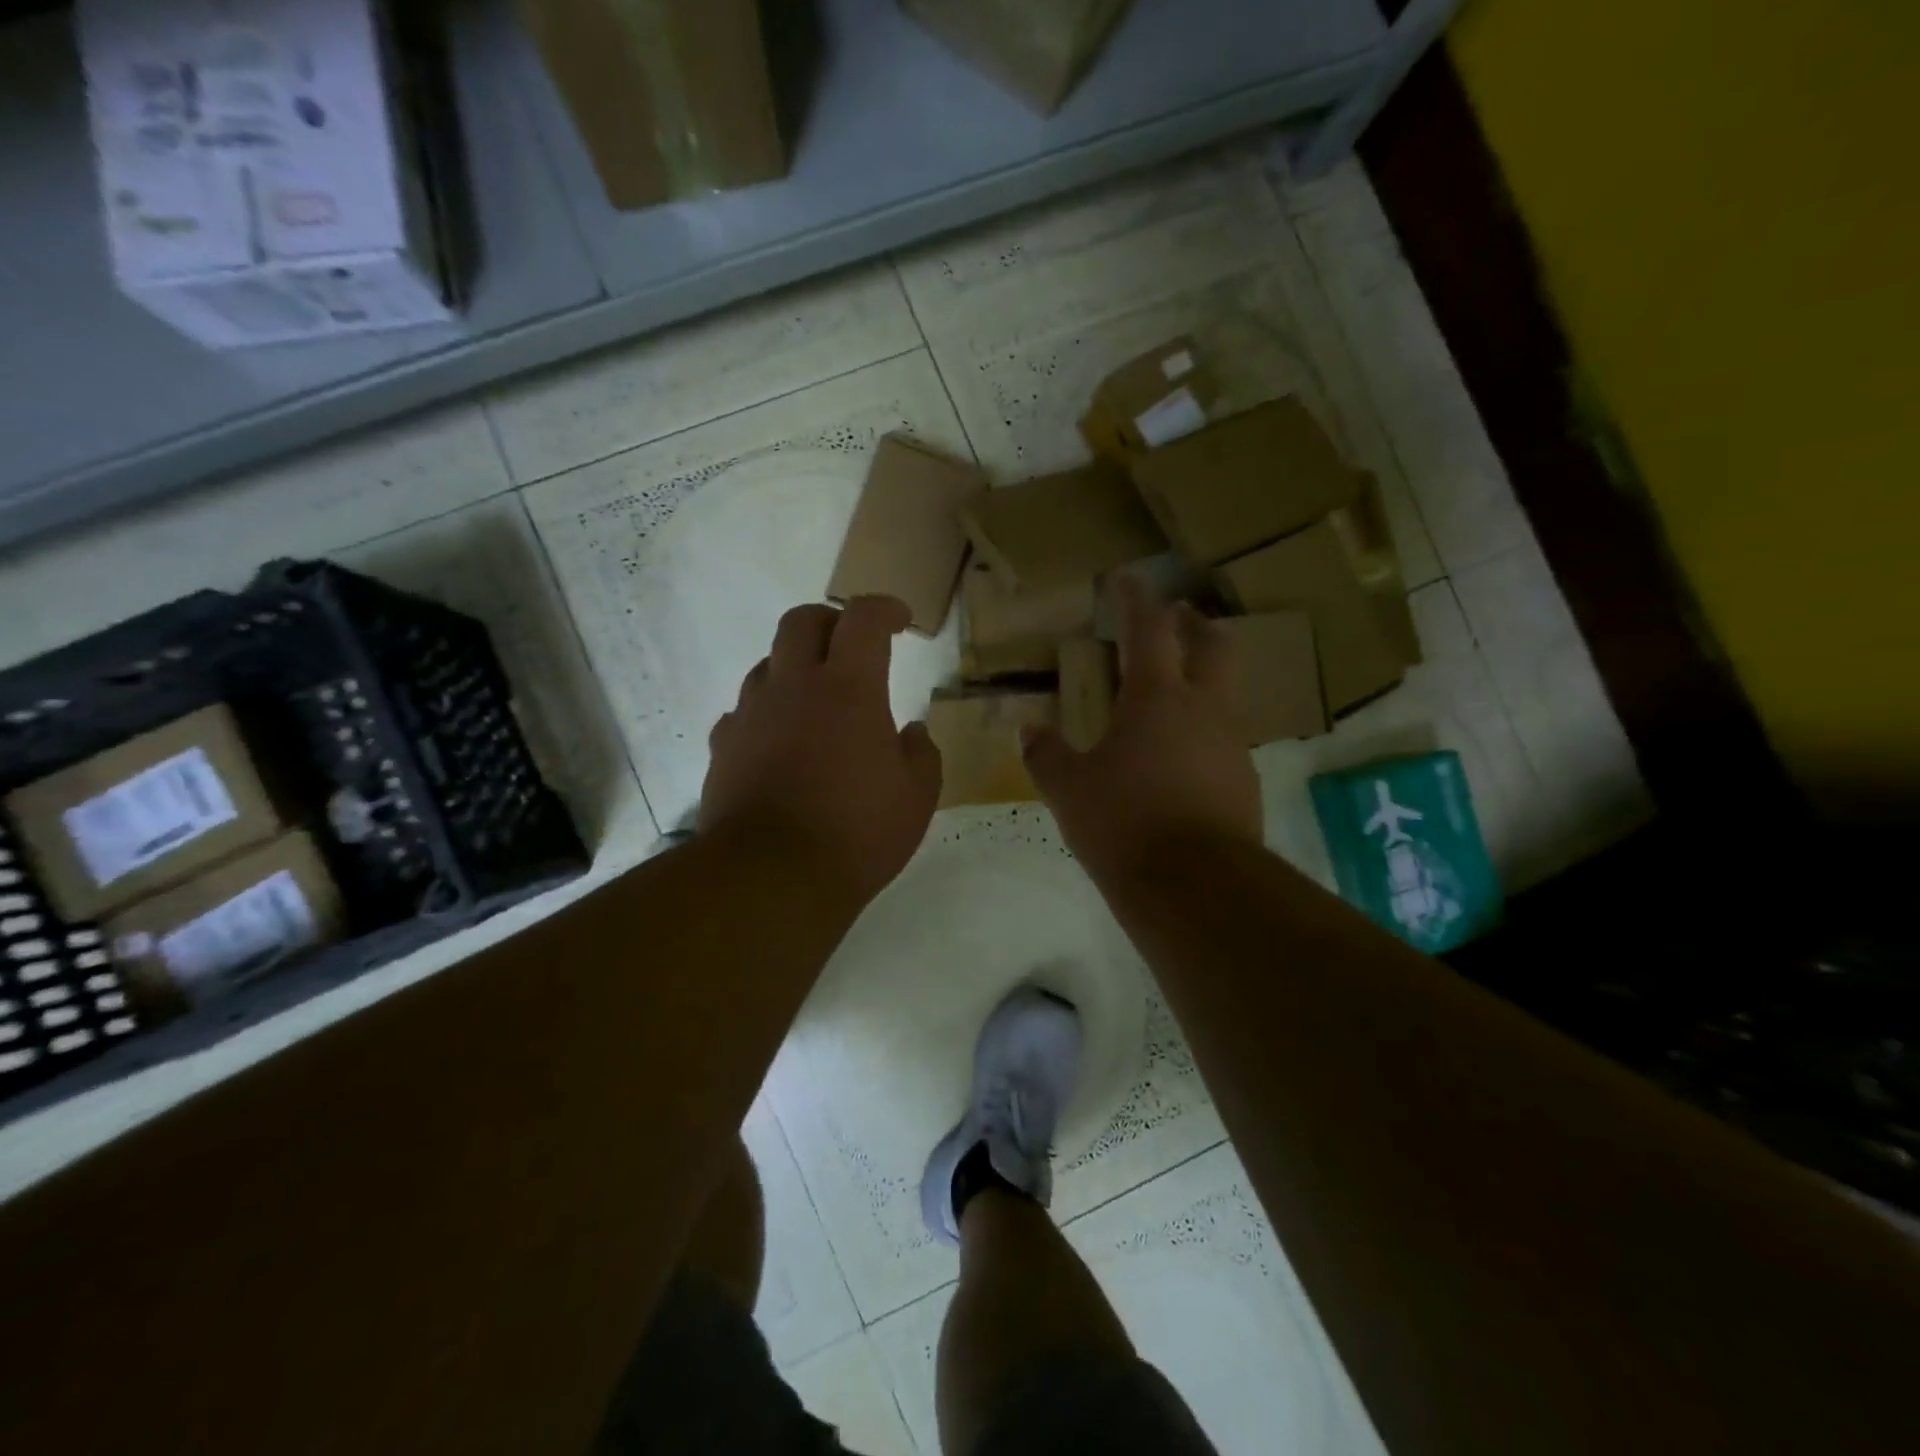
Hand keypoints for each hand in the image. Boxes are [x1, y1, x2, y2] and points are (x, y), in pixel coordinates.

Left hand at [700, 596, 941, 905]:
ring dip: (795, 668)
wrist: (771, 877)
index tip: (899, 620)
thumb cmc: (857, 833)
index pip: (863, 619)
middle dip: (830, 622)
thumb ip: (922, 755)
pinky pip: (743, 712)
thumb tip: (912, 733)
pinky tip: (778, 742)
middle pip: (801, 622)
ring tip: (815, 700)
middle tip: (850, 645)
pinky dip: (765, 714)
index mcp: (848, 689)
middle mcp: (794, 687)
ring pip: (768, 664)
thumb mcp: (917, 798)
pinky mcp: (724, 747)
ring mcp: (751, 715)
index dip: (884, 608)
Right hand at [1023, 576, 1262, 883]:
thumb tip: (1028, 731)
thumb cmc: (1124, 824)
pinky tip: (1182, 758)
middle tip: (1179, 618)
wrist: (1197, 888)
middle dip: (1195, 625)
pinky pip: (1226, 740)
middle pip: (1214, 647)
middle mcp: (1204, 710)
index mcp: (1157, 698)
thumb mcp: (1069, 790)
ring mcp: (1232, 745)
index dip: (1136, 599)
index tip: (1128, 578)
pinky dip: (1205, 732)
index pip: (1149, 629)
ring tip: (1175, 695)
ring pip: (1225, 694)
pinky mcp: (1245, 782)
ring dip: (1204, 680)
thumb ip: (1047, 755)